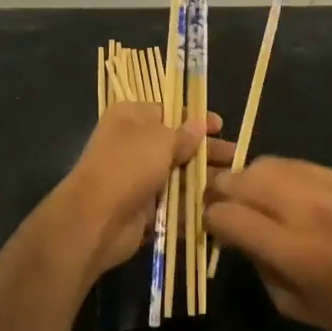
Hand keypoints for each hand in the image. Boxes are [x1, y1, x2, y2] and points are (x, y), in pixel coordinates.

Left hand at [55, 104, 233, 285]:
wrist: (96, 219)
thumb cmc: (128, 166)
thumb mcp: (161, 140)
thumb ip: (184, 134)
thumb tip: (199, 125)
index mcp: (131, 117)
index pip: (169, 111)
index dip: (196, 118)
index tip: (221, 126)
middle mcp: (133, 143)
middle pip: (177, 143)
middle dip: (206, 151)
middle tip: (236, 158)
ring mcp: (138, 176)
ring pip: (177, 174)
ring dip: (203, 179)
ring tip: (233, 185)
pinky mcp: (143, 206)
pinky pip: (173, 201)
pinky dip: (192, 203)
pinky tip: (218, 206)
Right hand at [205, 159, 331, 330]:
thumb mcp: (294, 306)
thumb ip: (260, 267)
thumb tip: (240, 237)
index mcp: (290, 248)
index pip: (227, 215)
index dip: (210, 220)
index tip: (211, 227)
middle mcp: (301, 207)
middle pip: (240, 180)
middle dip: (220, 192)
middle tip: (221, 206)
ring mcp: (322, 185)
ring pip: (264, 164)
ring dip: (247, 179)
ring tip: (250, 196)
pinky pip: (292, 163)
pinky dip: (277, 174)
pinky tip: (281, 191)